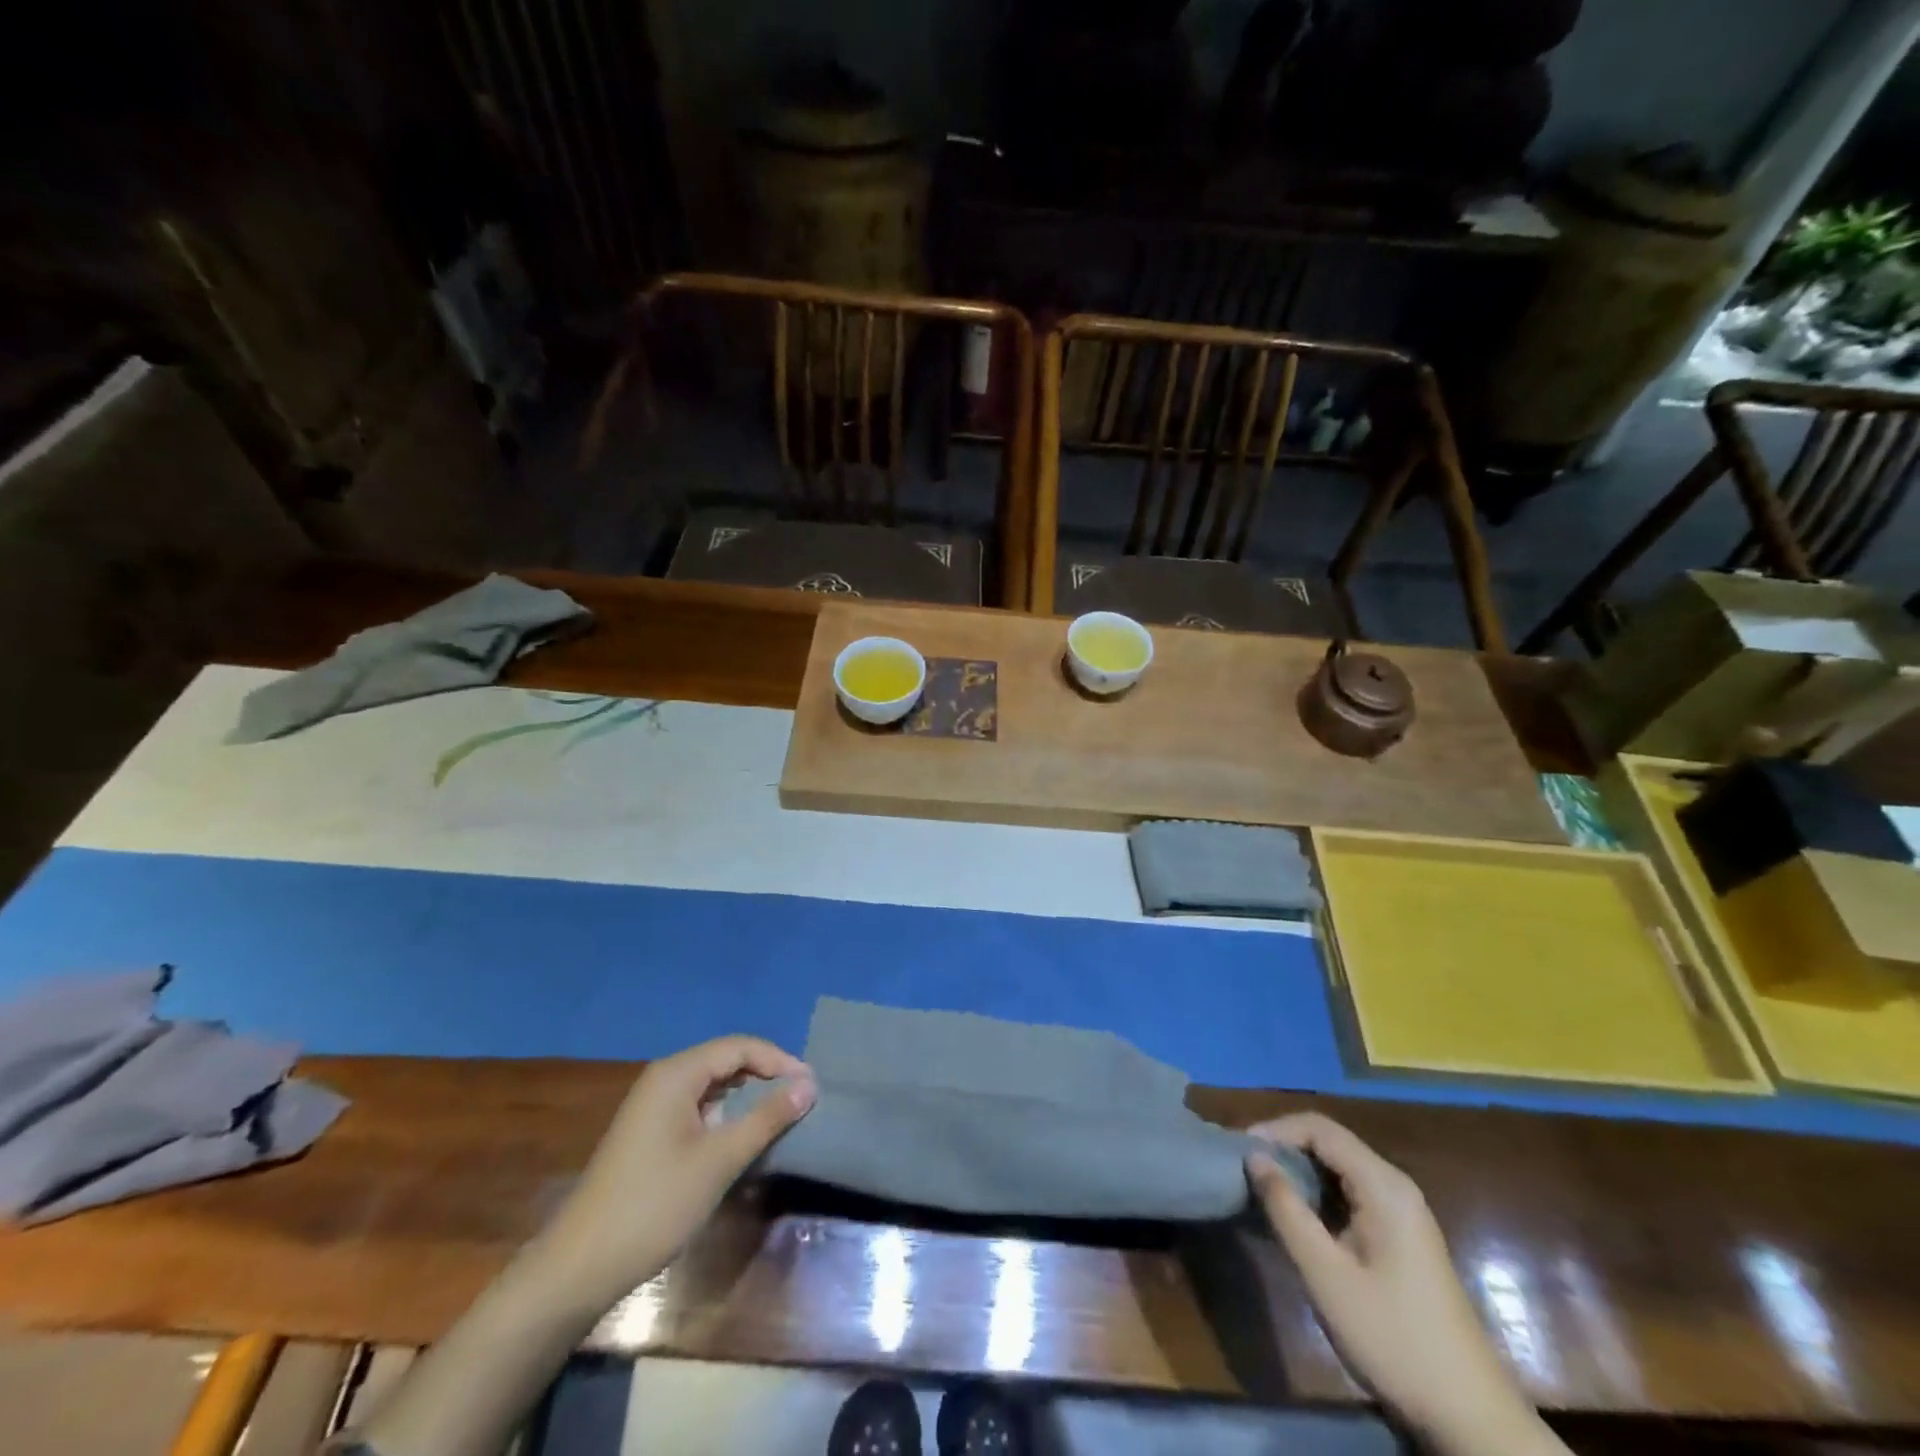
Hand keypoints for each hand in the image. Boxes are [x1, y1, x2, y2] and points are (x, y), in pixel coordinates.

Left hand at [539, 1035, 815, 1308]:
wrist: (579, 1267)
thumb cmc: (655, 1205)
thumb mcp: (720, 1160)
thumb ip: (767, 1118)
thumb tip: (809, 1085)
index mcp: (676, 1074)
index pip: (739, 1046)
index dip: (778, 1060)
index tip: (811, 1086)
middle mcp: (663, 1079)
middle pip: (725, 1061)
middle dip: (765, 1075)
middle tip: (801, 1099)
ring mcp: (653, 1107)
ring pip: (712, 1085)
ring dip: (747, 1095)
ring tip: (781, 1116)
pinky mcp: (649, 1134)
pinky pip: (698, 1107)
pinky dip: (726, 1115)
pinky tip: (742, 1137)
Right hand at [1246, 1114, 1559, 1455]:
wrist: (1470, 1417)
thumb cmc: (1393, 1338)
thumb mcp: (1325, 1274)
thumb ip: (1286, 1209)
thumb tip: (1254, 1157)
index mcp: (1383, 1186)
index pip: (1320, 1129)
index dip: (1275, 1130)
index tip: (1239, 1150)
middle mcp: (1396, 1187)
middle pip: (1331, 1143)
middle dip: (1285, 1148)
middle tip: (1245, 1169)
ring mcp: (1403, 1213)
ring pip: (1340, 1169)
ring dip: (1300, 1173)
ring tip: (1261, 1190)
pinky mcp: (1402, 1237)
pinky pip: (1352, 1195)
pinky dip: (1319, 1196)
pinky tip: (1297, 1219)